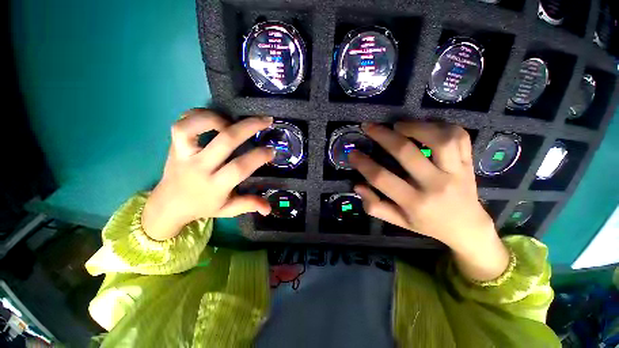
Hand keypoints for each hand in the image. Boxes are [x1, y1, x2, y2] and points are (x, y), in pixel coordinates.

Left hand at [142, 109, 274, 240]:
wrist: (168, 204)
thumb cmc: (203, 206)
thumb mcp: (227, 210)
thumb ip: (249, 205)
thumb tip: (269, 209)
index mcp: (215, 186)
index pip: (239, 167)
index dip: (258, 156)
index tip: (272, 150)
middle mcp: (199, 167)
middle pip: (224, 141)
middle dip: (249, 127)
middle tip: (266, 121)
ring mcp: (183, 153)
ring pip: (193, 127)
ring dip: (217, 118)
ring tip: (234, 119)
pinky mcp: (174, 145)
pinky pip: (181, 122)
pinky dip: (198, 114)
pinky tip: (215, 118)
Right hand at [349, 122, 508, 280]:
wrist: (467, 227)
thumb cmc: (428, 224)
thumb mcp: (398, 222)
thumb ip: (375, 206)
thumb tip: (357, 186)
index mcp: (414, 203)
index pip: (382, 179)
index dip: (363, 164)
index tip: (352, 153)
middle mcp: (435, 185)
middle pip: (406, 153)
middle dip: (383, 136)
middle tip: (369, 127)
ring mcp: (455, 172)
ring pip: (439, 140)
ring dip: (415, 127)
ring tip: (398, 125)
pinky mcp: (468, 163)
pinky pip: (459, 137)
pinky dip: (442, 126)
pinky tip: (426, 126)